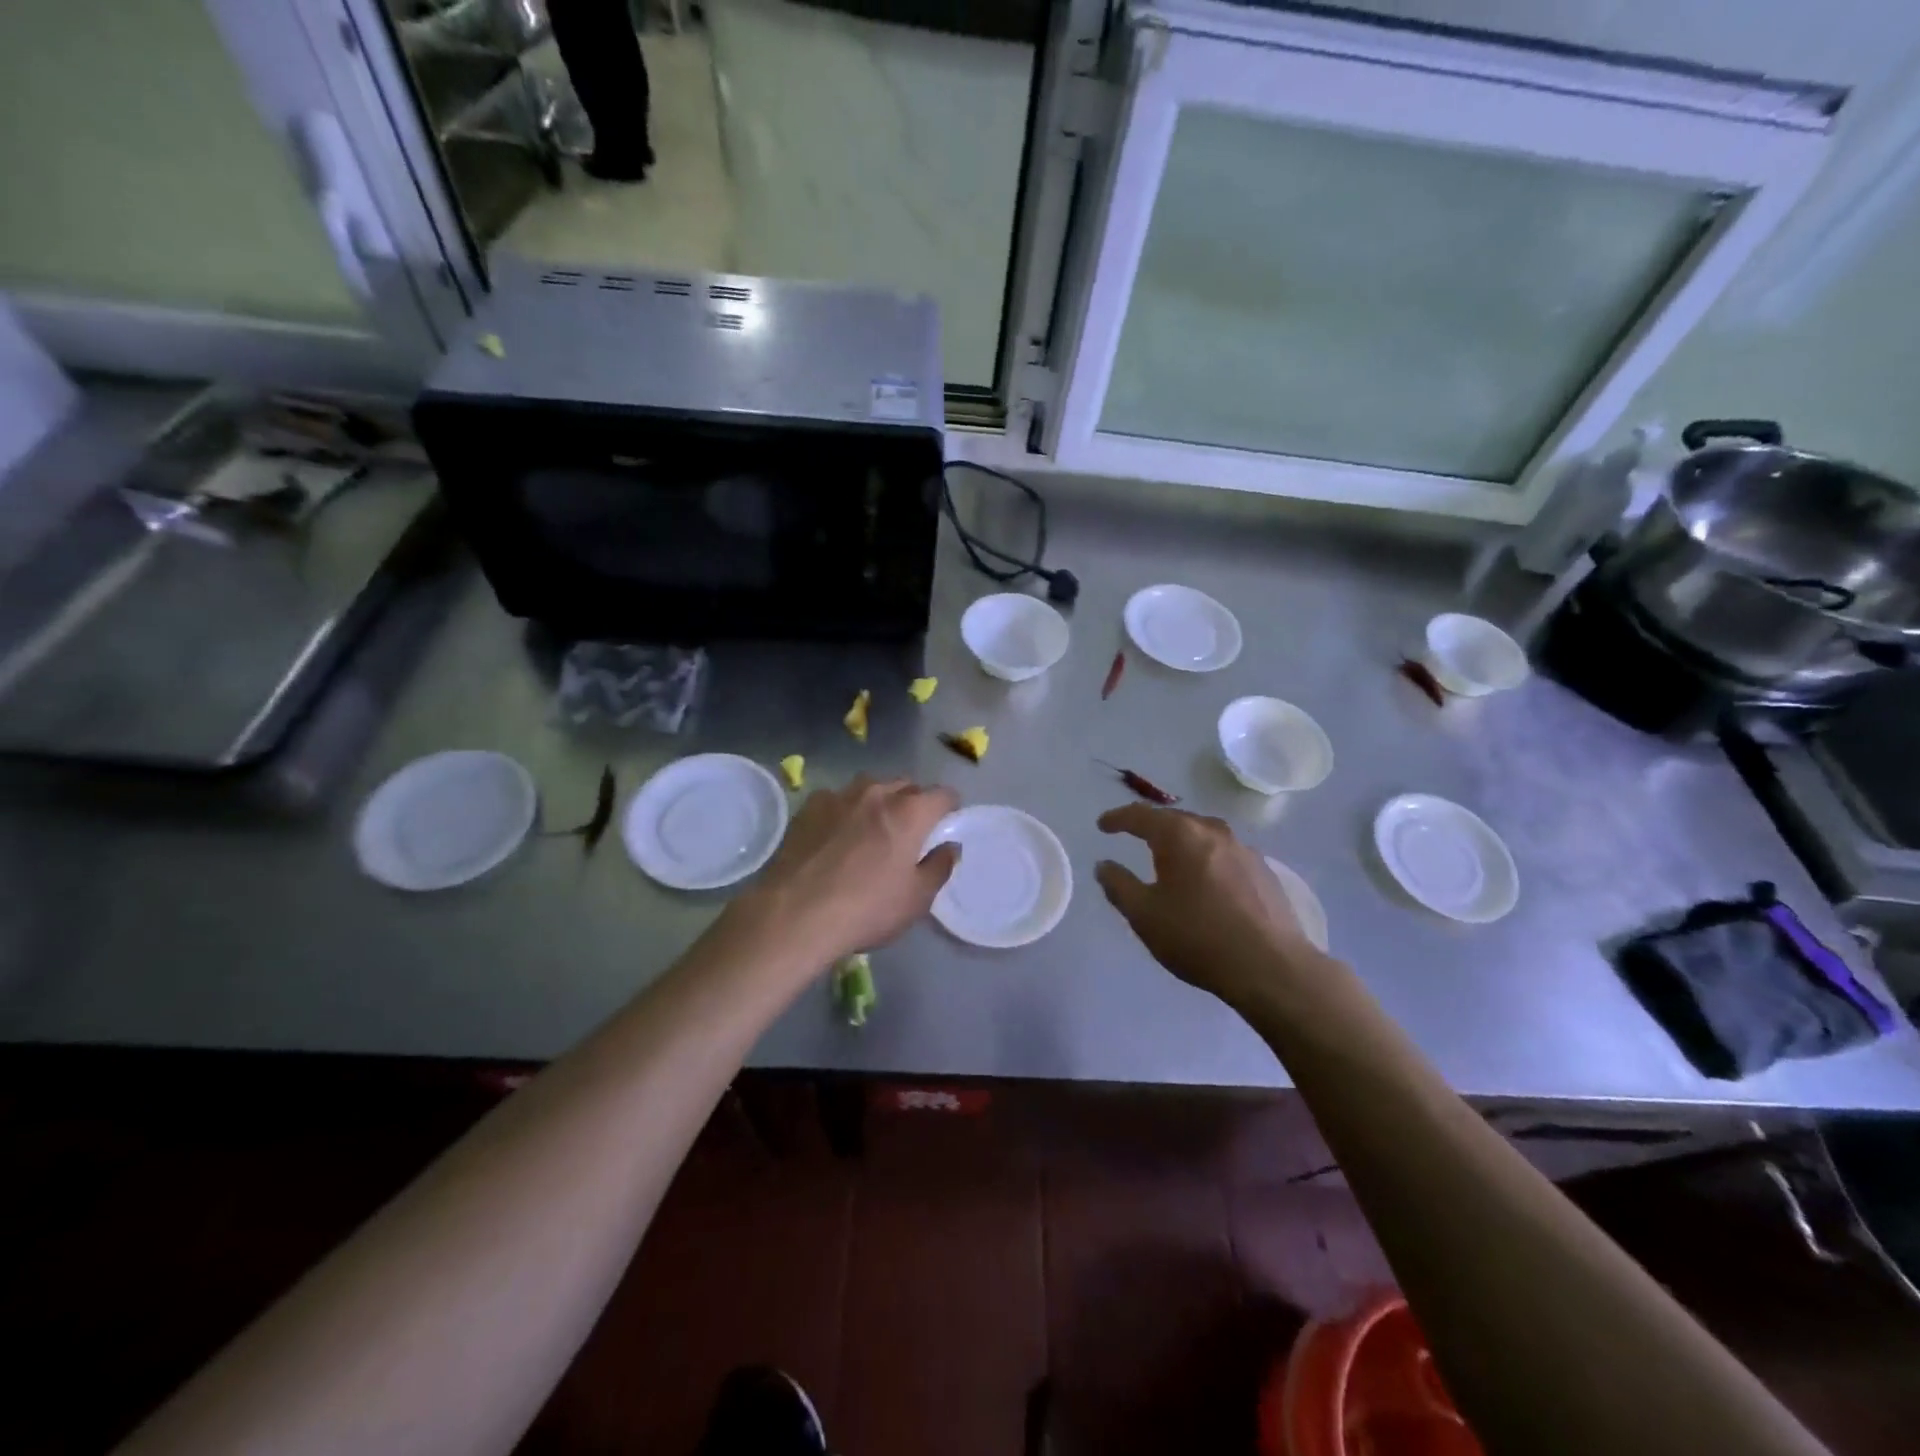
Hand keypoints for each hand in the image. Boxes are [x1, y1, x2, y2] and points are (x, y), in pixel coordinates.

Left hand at [732, 774, 959, 971]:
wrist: (795, 914)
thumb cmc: (866, 909)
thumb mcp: (916, 899)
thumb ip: (940, 866)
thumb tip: (950, 846)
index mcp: (910, 812)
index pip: (943, 795)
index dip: (950, 808)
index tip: (945, 825)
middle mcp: (877, 793)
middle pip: (907, 786)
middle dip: (914, 803)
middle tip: (909, 833)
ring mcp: (840, 796)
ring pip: (870, 788)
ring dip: (878, 802)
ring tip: (871, 830)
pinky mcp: (809, 806)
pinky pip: (838, 799)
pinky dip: (845, 811)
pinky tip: (835, 837)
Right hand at [1095, 804, 1317, 1008]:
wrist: (1271, 967)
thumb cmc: (1197, 937)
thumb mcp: (1144, 915)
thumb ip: (1119, 885)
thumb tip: (1104, 865)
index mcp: (1180, 836)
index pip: (1140, 815)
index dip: (1118, 818)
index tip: (1103, 825)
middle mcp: (1213, 831)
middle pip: (1175, 819)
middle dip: (1151, 825)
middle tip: (1133, 835)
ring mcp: (1244, 849)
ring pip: (1204, 833)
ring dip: (1182, 839)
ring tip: (1170, 854)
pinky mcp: (1264, 871)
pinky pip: (1225, 853)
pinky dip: (1207, 857)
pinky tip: (1206, 878)